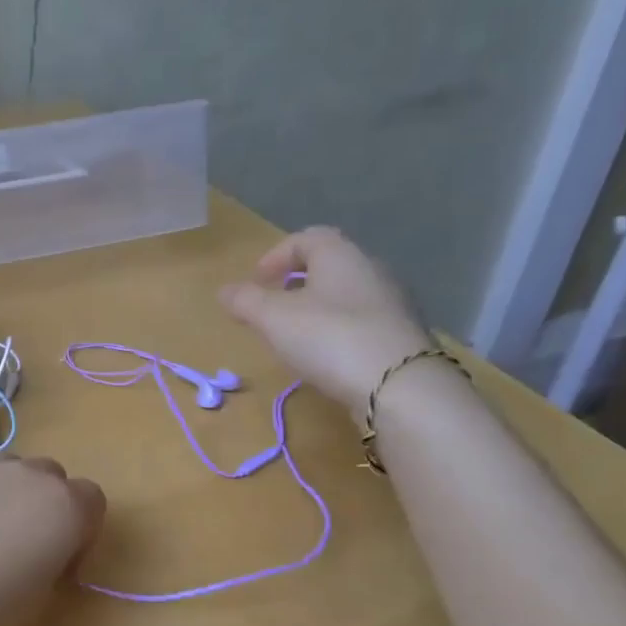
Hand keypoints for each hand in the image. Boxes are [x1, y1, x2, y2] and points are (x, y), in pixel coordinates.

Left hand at [0, 457, 105, 625]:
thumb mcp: (38, 595)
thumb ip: (49, 557)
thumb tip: (34, 548)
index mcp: (63, 506)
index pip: (92, 499)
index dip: (80, 529)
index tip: (58, 558)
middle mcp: (26, 474)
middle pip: (49, 475)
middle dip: (41, 502)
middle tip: (16, 543)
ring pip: (4, 469)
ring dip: (2, 492)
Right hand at [220, 226, 431, 419]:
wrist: (399, 387)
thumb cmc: (329, 337)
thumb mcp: (273, 318)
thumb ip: (245, 301)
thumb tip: (224, 291)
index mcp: (340, 255)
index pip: (307, 238)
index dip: (276, 256)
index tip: (256, 281)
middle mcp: (371, 270)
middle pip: (328, 267)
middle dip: (296, 284)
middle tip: (272, 309)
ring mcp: (393, 304)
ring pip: (345, 296)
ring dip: (317, 310)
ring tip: (294, 338)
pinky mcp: (402, 337)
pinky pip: (361, 324)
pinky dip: (338, 333)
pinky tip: (326, 358)